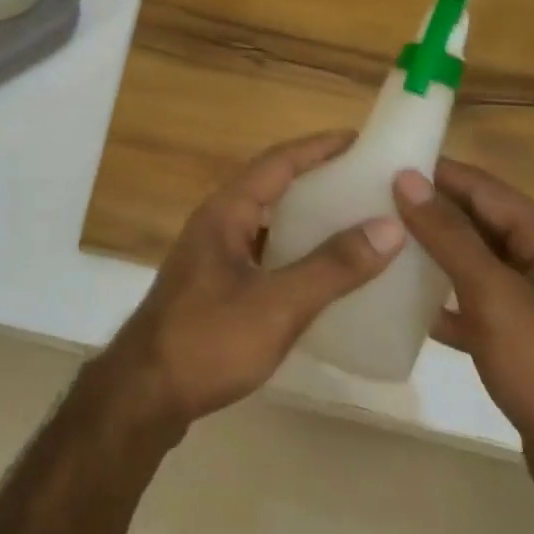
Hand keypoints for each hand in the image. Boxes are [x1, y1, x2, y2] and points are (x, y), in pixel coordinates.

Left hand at [101, 131, 405, 432]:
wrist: (145, 394)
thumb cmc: (209, 340)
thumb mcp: (278, 305)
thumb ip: (332, 267)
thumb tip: (388, 226)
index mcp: (226, 211)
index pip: (277, 162)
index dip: (317, 147)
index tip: (359, 139)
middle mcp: (216, 223)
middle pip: (271, 186)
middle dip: (316, 179)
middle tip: (364, 181)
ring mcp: (211, 255)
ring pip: (266, 222)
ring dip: (304, 218)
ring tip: (352, 223)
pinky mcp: (213, 286)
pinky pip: (261, 253)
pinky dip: (292, 253)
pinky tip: (319, 275)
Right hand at [393, 161, 533, 526]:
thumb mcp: (494, 296)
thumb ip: (449, 236)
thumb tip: (407, 178)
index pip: (485, 188)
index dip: (437, 173)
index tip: (382, 164)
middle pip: (479, 221)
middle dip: (429, 210)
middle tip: (370, 201)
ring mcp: (533, 302)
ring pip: (473, 261)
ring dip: (432, 252)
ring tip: (379, 241)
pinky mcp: (519, 337)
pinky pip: (472, 301)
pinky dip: (442, 298)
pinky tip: (404, 302)